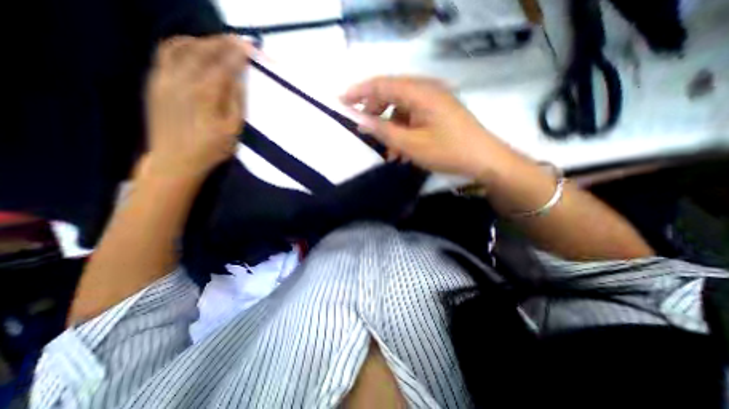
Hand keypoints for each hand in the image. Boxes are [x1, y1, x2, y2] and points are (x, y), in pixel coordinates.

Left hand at [144, 35, 248, 178]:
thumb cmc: (211, 149)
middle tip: (236, 40)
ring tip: (216, 42)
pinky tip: (191, 48)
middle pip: (203, 52)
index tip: (248, 46)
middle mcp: (183, 81)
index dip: (236, 54)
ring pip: (181, 48)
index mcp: (206, 95)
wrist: (174, 160)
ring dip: (201, 41)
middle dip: (222, 43)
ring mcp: (164, 79)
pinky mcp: (155, 82)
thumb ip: (236, 103)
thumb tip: (239, 81)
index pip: (224, 66)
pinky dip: (179, 45)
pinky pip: (165, 54)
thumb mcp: (232, 131)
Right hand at [341, 76, 507, 176]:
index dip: (359, 91)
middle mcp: (427, 90)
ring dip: (390, 128)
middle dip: (374, 111)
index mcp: (420, 92)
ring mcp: (434, 101)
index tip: (341, 101)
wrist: (484, 160)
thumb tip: (360, 120)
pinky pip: (413, 118)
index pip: (381, 84)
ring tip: (387, 150)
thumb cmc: (447, 152)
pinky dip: (403, 132)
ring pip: (401, 109)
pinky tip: (401, 151)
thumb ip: (383, 130)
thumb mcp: (410, 144)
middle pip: (391, 94)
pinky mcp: (437, 112)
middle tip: (363, 129)